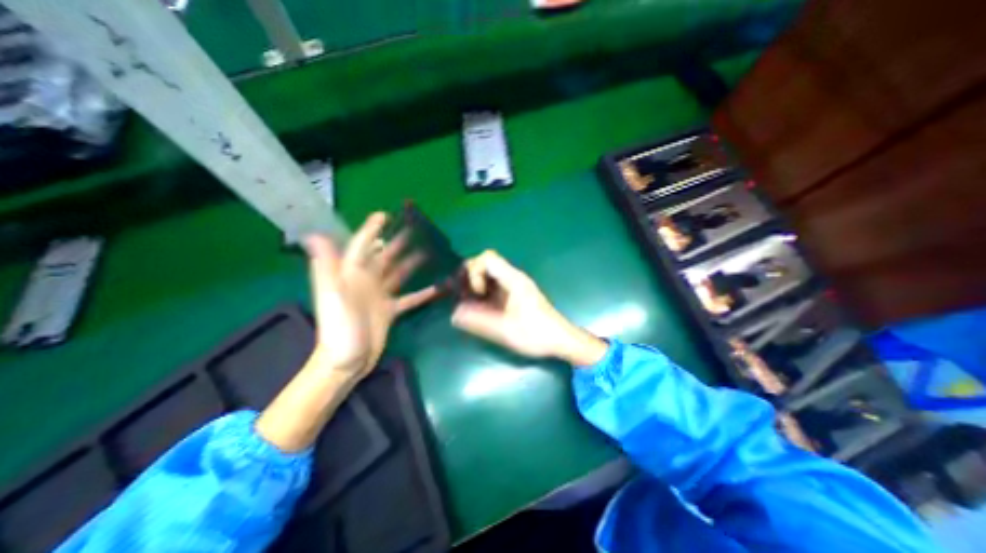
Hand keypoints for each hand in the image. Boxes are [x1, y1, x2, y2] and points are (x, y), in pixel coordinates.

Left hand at [305, 213, 434, 379]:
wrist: (346, 361)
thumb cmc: (339, 328)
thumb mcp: (332, 296)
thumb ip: (327, 267)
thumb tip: (314, 235)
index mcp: (352, 274)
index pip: (362, 245)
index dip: (371, 229)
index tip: (385, 215)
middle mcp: (366, 281)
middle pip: (384, 257)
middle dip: (397, 242)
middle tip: (414, 230)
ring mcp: (380, 295)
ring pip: (398, 273)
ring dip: (411, 263)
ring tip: (428, 252)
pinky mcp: (391, 309)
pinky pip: (410, 297)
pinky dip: (423, 293)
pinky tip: (437, 288)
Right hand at [455, 250, 610, 365]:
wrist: (560, 340)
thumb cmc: (535, 334)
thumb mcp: (504, 330)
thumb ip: (478, 321)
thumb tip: (455, 313)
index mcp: (513, 280)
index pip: (487, 258)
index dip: (474, 272)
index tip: (477, 293)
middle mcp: (513, 277)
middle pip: (486, 262)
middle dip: (470, 275)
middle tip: (462, 294)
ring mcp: (514, 285)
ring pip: (488, 273)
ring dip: (474, 283)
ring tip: (466, 301)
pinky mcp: (514, 293)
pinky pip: (493, 284)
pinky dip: (482, 291)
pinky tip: (478, 306)